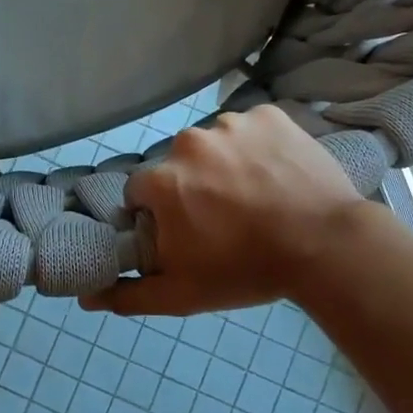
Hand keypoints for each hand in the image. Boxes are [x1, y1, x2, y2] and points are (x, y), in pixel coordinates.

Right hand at [83, 105, 378, 316]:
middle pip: (177, 165)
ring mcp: (232, 123)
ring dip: (224, 164)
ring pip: (214, 144)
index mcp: (162, 180)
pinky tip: (276, 173)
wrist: (327, 246)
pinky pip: (250, 127)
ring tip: (256, 195)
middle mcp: (188, 142)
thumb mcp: (182, 295)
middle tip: (225, 218)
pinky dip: (257, 146)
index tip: (186, 232)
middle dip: (191, 188)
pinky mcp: (269, 114)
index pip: (141, 192)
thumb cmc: (247, 271)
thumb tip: (85, 298)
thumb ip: (129, 294)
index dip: (159, 214)